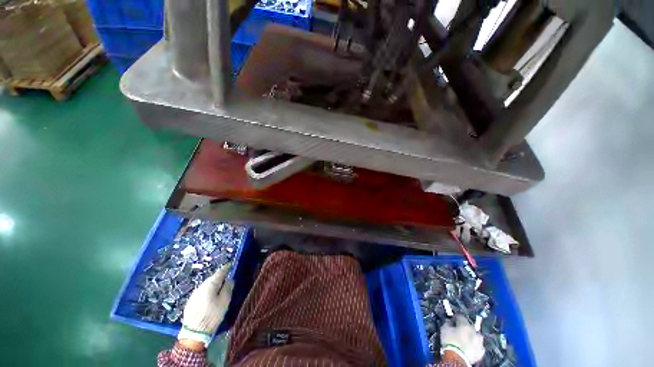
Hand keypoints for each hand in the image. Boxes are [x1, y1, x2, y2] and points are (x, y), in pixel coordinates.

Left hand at [177, 263, 233, 347]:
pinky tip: (211, 298)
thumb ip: (228, 288)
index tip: (232, 265)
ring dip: (214, 285)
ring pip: (207, 285)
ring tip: (220, 290)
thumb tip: (230, 279)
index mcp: (210, 284)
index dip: (227, 267)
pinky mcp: (191, 301)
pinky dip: (208, 292)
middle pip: (213, 278)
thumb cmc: (212, 315)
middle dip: (220, 277)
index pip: (220, 271)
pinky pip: (202, 292)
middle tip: (228, 279)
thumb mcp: (224, 301)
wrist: (193, 333)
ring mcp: (194, 294)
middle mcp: (201, 286)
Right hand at [440, 315, 484, 365]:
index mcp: (465, 324)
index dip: (455, 317)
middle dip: (464, 327)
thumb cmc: (449, 341)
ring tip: (465, 339)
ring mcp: (479, 342)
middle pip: (469, 326)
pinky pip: (478, 345)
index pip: (460, 316)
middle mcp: (474, 331)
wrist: (457, 358)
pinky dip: (474, 345)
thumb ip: (447, 323)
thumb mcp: (444, 329)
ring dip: (471, 336)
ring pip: (476, 336)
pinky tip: (469, 347)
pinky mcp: (481, 351)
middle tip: (458, 330)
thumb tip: (449, 321)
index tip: (452, 319)